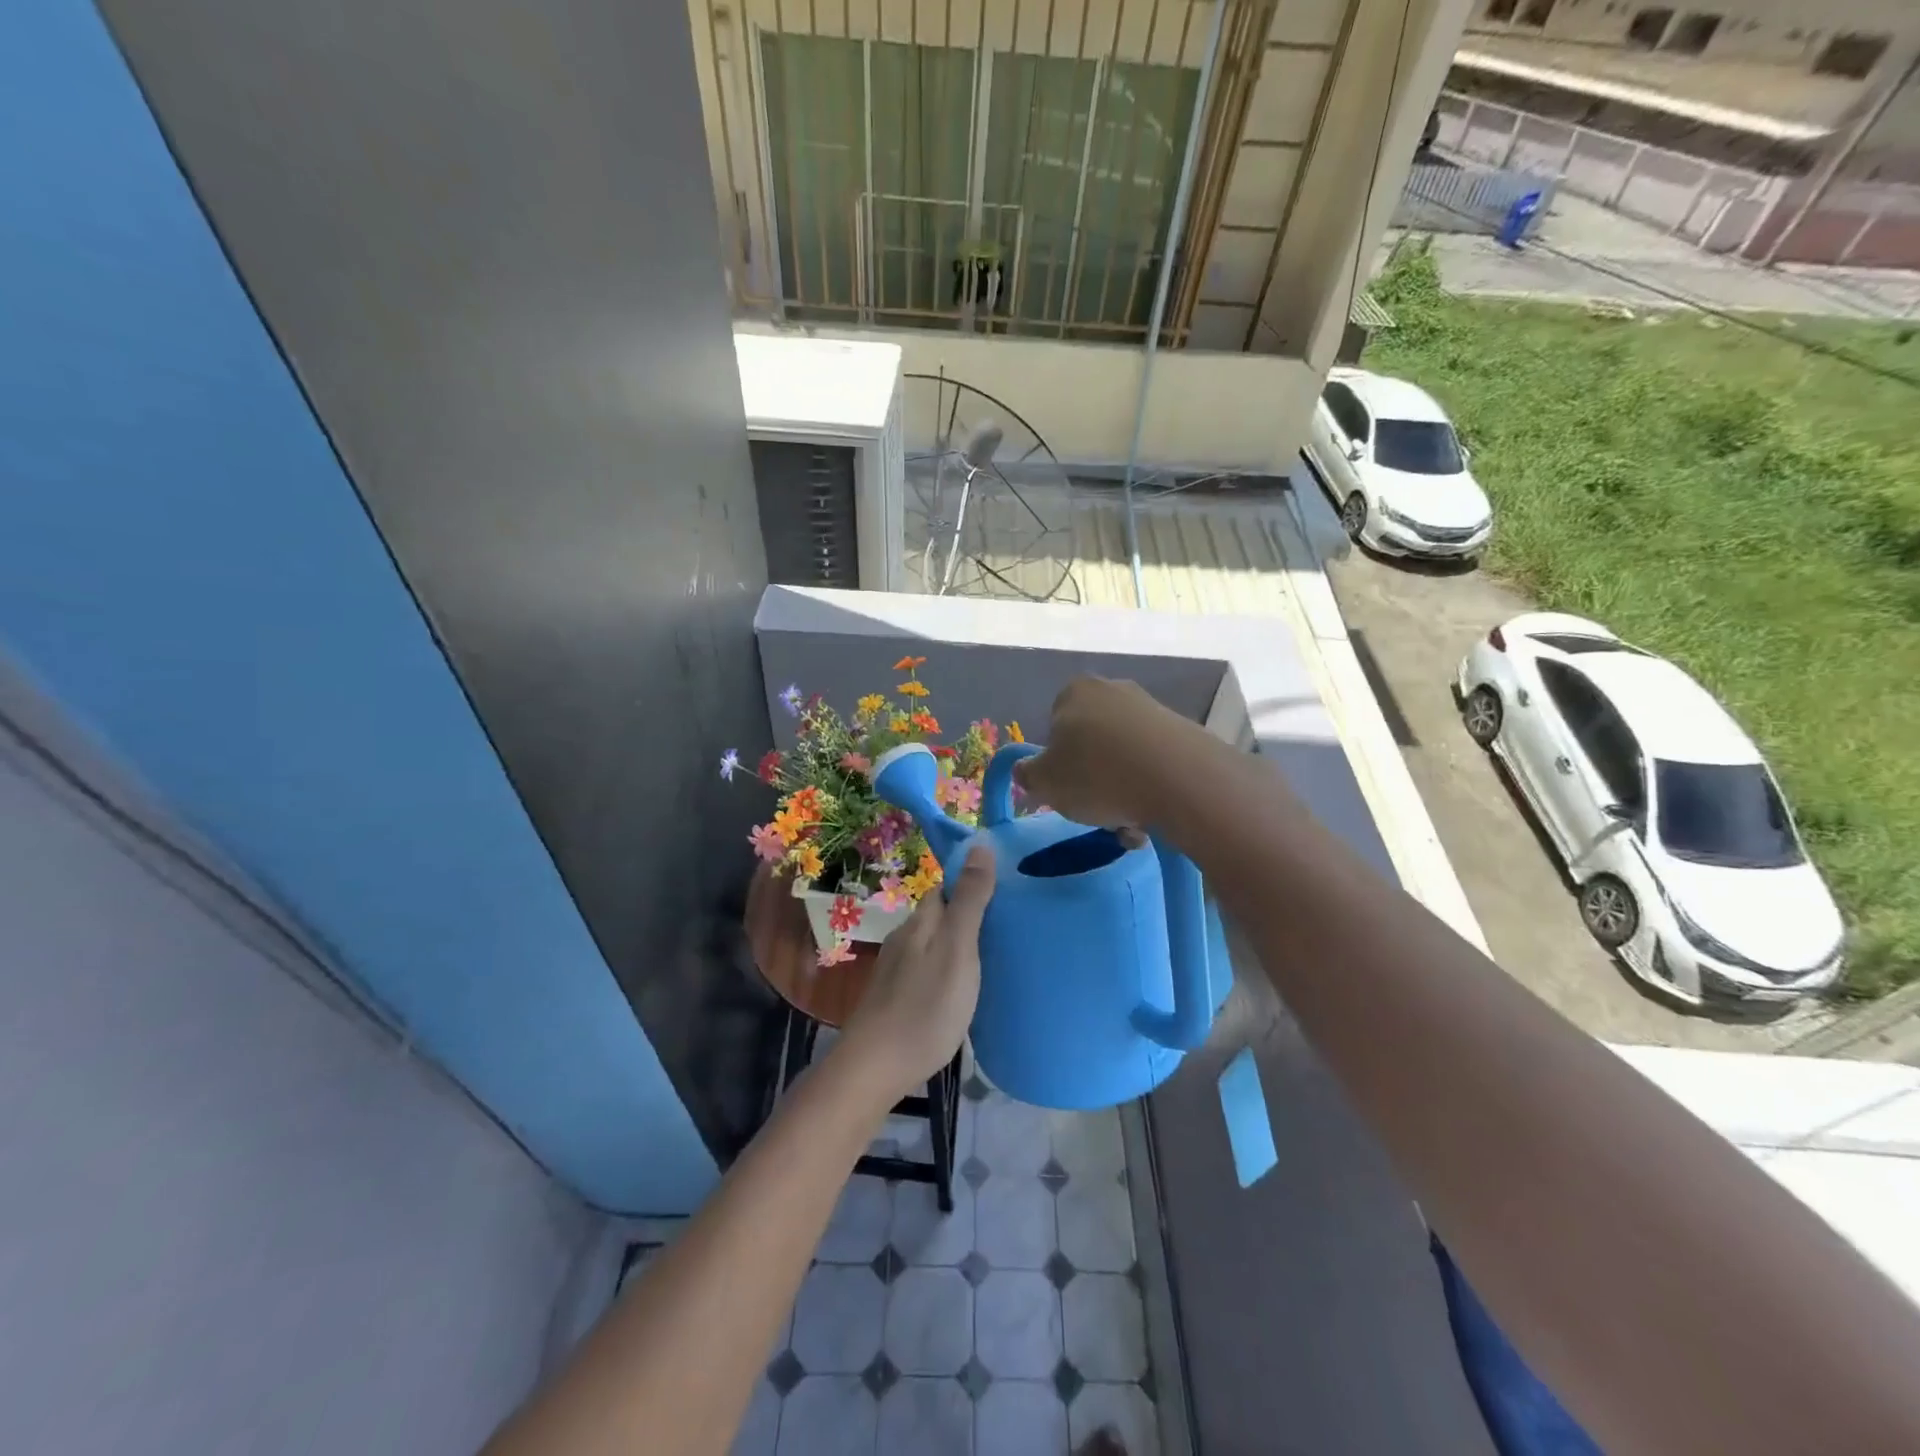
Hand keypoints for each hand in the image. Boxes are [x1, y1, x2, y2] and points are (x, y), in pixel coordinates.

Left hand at [839, 844, 995, 1102]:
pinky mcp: (894, 998)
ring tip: (991, 958)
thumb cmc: (925, 1007)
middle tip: (1006, 928)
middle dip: (967, 915)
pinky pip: (927, 970)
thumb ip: (969, 900)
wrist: (874, 1068)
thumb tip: (979, 844)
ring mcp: (896, 970)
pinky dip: (946, 970)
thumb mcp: (958, 949)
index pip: (945, 888)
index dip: (971, 884)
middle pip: (939, 916)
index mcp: (921, 922)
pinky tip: (960, 989)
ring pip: (932, 944)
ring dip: (957, 944)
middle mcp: (904, 938)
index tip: (1004, 892)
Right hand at [1011, 676, 1194, 833]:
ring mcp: (1153, 709)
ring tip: (1128, 822)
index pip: (1055, 725)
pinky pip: (1155, 765)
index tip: (1065, 789)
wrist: (1179, 780)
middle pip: (1092, 742)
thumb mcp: (1044, 782)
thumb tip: (1025, 771)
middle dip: (1093, 776)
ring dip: (1122, 790)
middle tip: (1096, 809)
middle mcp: (1114, 690)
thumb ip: (1028, 775)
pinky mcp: (1184, 733)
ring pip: (1124, 758)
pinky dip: (1150, 789)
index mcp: (1075, 691)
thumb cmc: (1097, 775)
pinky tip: (1152, 815)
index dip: (1057, 761)